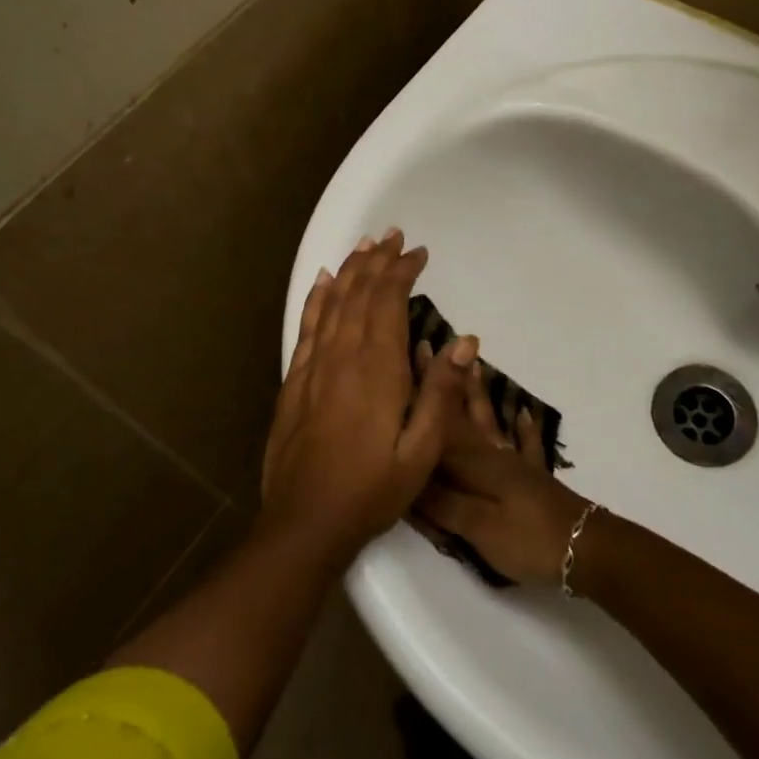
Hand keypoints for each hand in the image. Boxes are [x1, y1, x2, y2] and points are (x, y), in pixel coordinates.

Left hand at [261, 230, 478, 558]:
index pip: (389, 303)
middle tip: (393, 235)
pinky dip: (316, 299)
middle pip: (360, 294)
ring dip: (349, 271)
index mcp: (377, 370)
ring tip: (364, 245)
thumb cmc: (372, 490)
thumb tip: (463, 342)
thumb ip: (441, 394)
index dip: (402, 272)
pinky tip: (322, 282)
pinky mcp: (294, 382)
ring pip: (332, 303)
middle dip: (378, 261)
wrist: (305, 523)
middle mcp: (343, 357)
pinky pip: (306, 327)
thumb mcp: (422, 452)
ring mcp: (314, 367)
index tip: (418, 253)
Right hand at [412, 367, 590, 585]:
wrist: (584, 548)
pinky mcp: (534, 479)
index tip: (408, 356)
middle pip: (462, 414)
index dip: (422, 391)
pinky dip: (524, 428)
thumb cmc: (526, 537)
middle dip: (445, 383)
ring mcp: (516, 464)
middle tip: (431, 349)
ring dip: (479, 395)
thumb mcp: (476, 526)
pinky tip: (525, 412)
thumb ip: (440, 503)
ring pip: (492, 422)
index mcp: (473, 463)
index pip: (439, 421)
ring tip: (474, 365)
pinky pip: (526, 446)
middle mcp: (492, 455)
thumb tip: (405, 475)